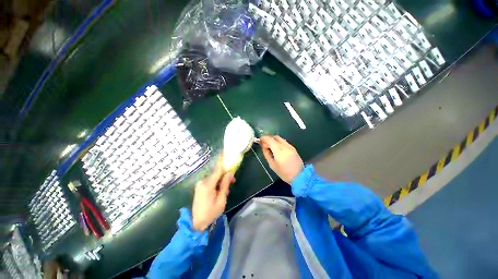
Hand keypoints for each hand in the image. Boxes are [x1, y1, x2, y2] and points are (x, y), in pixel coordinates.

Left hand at [192, 155, 235, 230]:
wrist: (196, 224)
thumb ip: (225, 185)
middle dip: (225, 176)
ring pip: (214, 178)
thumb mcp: (221, 200)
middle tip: (233, 182)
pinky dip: (216, 184)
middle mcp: (202, 182)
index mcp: (208, 185)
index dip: (222, 161)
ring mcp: (200, 184)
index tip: (225, 153)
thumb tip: (230, 173)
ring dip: (221, 182)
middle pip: (217, 174)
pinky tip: (219, 192)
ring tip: (225, 192)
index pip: (217, 170)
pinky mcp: (199, 187)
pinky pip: (210, 182)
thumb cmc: (211, 213)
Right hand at [260, 135, 303, 183]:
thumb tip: (263, 146)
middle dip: (268, 138)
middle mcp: (285, 147)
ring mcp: (290, 146)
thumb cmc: (284, 173)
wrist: (299, 176)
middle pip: (275, 137)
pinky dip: (278, 142)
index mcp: (279, 152)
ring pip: (280, 138)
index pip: (270, 140)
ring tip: (269, 144)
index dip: (264, 138)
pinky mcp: (293, 148)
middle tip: (264, 142)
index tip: (260, 140)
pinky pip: (284, 141)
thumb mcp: (272, 165)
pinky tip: (276, 147)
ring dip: (273, 139)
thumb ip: (267, 154)